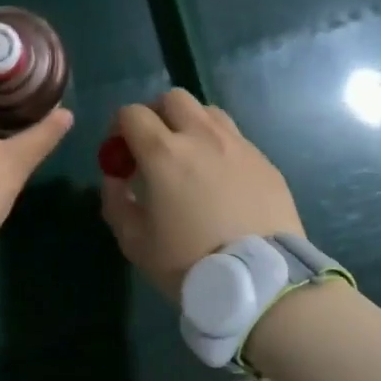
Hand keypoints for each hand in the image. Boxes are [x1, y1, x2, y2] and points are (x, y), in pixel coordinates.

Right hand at [99, 89, 304, 296]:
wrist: (260, 281)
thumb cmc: (189, 262)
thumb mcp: (135, 242)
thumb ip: (116, 202)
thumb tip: (116, 178)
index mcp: (164, 152)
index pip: (132, 113)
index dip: (119, 127)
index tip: (120, 152)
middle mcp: (202, 136)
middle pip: (173, 99)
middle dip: (156, 115)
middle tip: (153, 146)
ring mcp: (238, 145)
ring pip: (208, 112)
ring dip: (190, 124)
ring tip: (189, 157)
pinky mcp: (265, 161)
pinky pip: (235, 138)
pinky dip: (219, 146)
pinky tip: (221, 179)